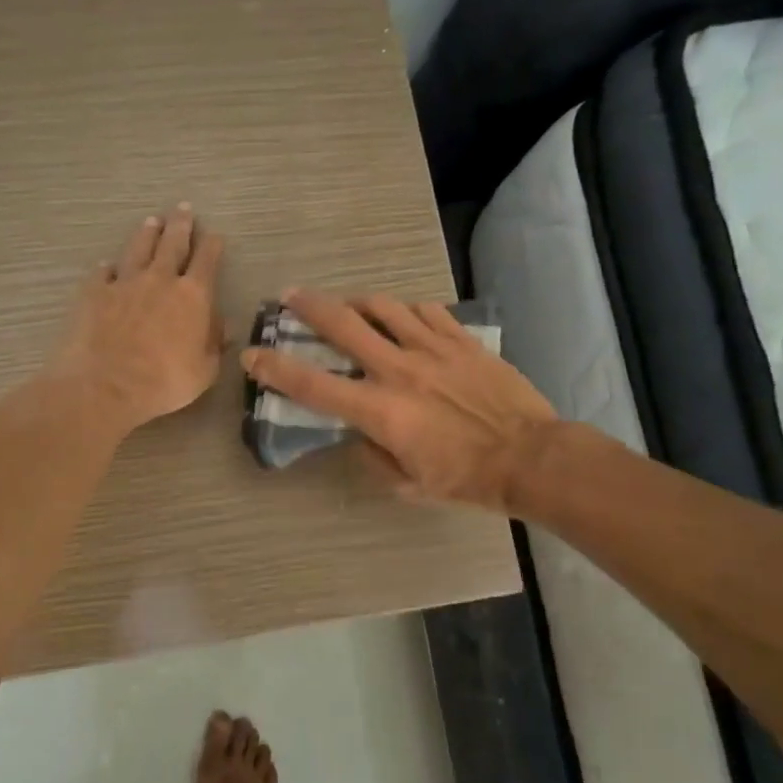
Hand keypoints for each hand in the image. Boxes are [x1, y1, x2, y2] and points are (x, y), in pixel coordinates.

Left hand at [51, 204, 225, 435]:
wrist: (106, 385)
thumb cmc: (164, 382)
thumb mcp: (204, 370)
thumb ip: (214, 343)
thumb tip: (223, 326)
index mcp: (193, 296)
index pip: (206, 261)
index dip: (212, 245)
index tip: (214, 235)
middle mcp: (160, 279)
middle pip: (172, 244)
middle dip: (180, 225)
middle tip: (182, 209)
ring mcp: (124, 283)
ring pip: (138, 249)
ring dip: (147, 234)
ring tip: (151, 221)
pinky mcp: (94, 292)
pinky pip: (103, 272)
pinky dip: (108, 267)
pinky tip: (107, 264)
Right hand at [240, 289, 558, 511]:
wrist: (530, 457)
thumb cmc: (466, 479)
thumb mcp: (408, 485)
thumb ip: (373, 457)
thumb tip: (361, 434)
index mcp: (380, 411)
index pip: (312, 385)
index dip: (275, 368)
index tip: (252, 354)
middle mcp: (398, 370)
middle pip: (343, 324)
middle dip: (309, 306)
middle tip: (290, 296)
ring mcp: (432, 349)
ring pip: (383, 306)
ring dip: (357, 302)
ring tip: (349, 305)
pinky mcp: (461, 340)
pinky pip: (426, 311)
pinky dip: (406, 311)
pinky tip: (403, 317)